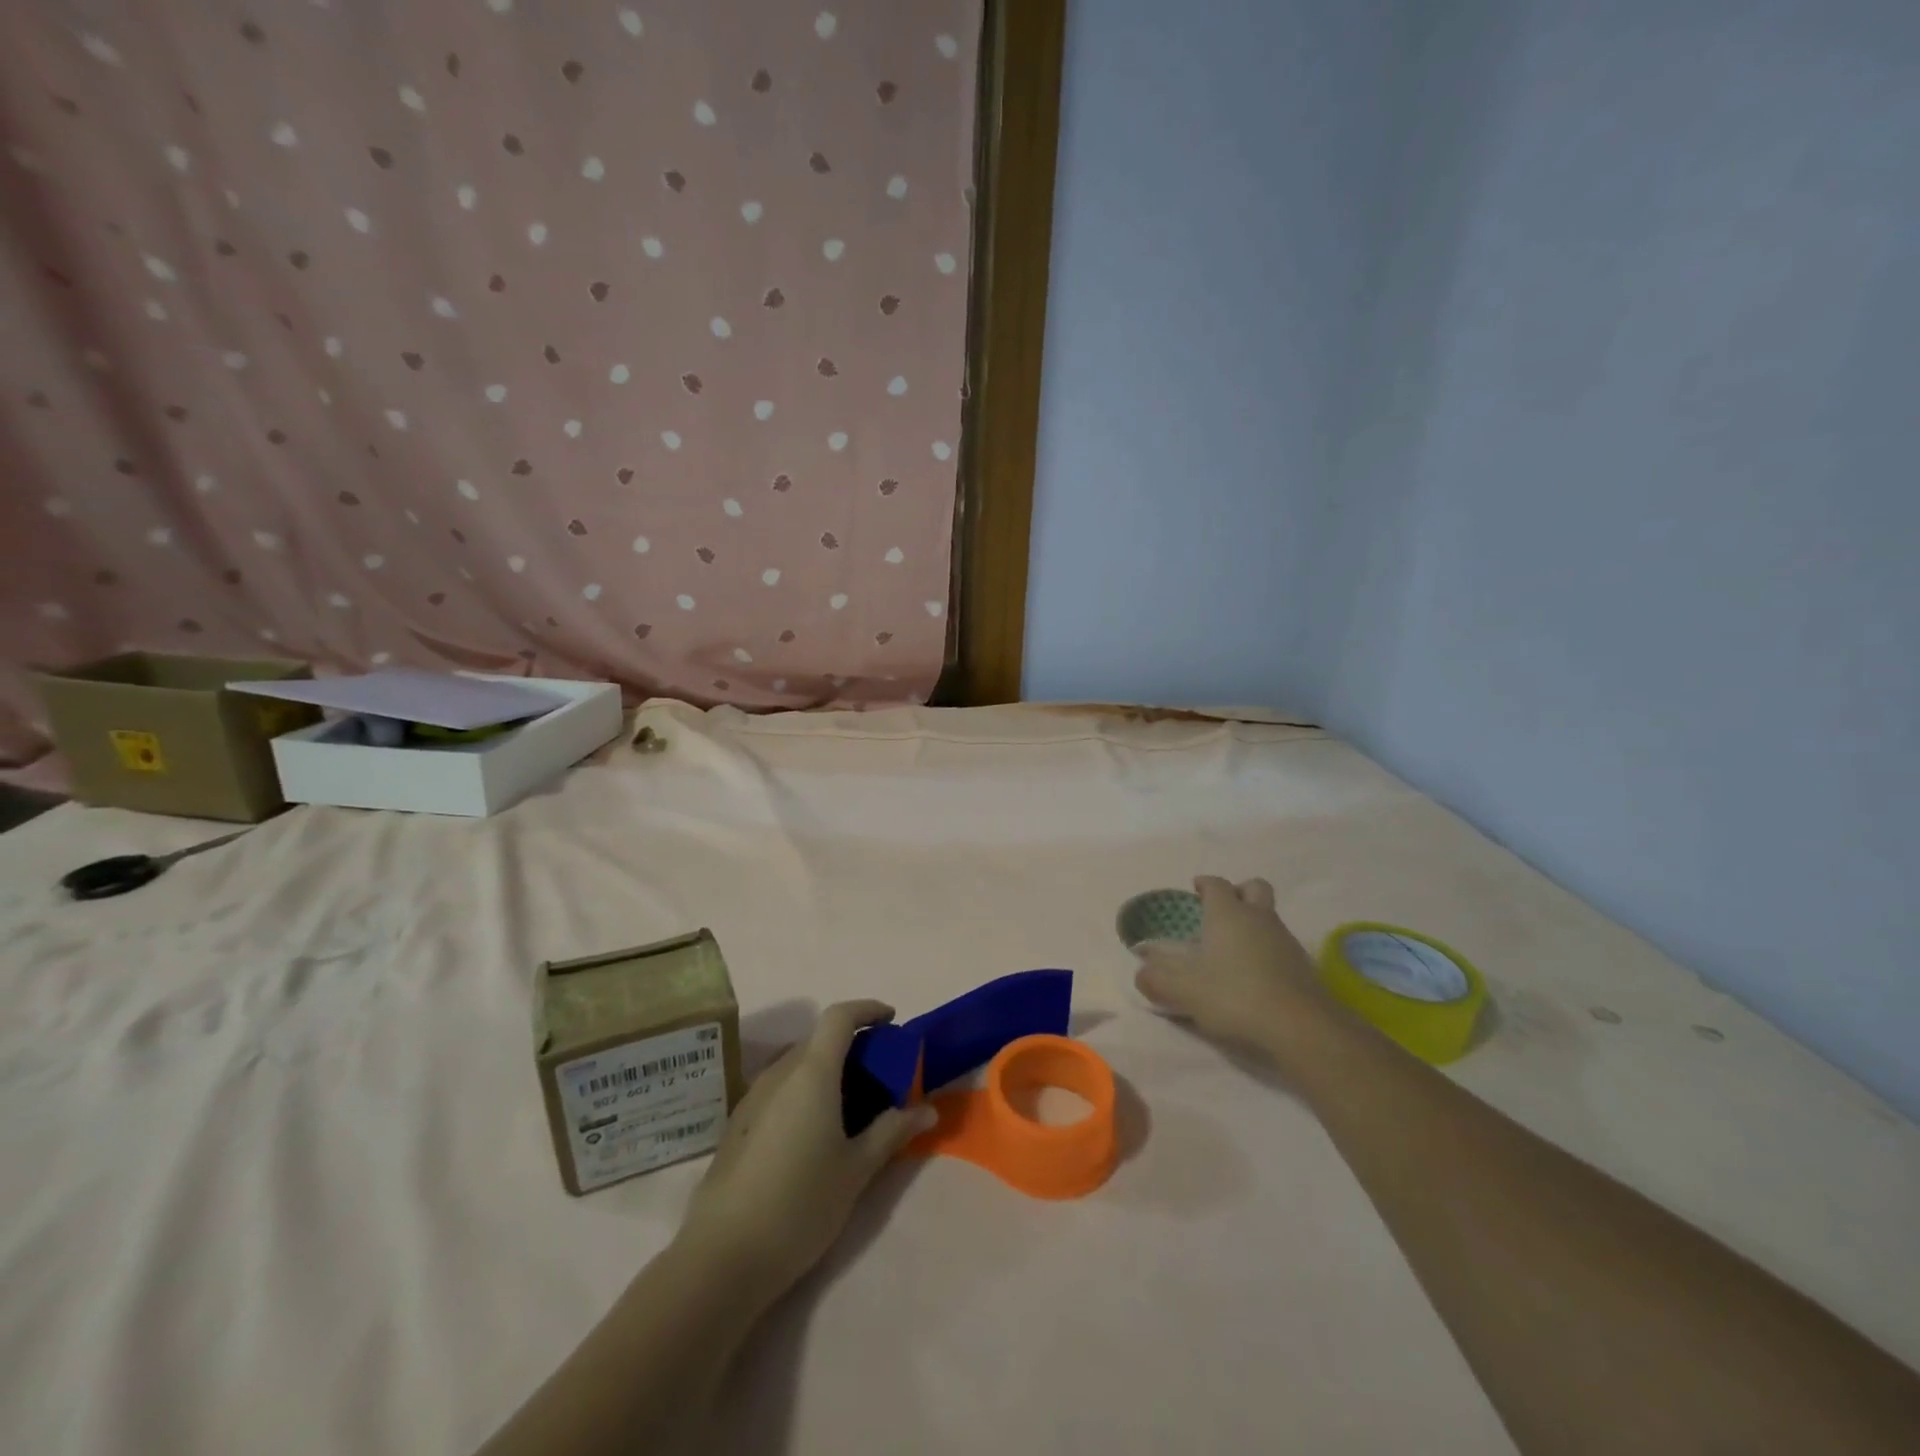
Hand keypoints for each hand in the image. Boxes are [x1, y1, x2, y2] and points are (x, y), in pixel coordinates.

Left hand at [682, 1000, 935, 1297]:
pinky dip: (803, 1090)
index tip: (891, 1020)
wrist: (723, 1257)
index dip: (867, 1010)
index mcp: (811, 1072)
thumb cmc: (800, 1204)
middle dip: (851, 1045)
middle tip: (880, 1074)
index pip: (839, 1017)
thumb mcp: (857, 1169)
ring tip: (851, 1104)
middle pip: (818, 1040)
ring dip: (826, 1069)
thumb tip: (928, 1109)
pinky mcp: (738, 1125)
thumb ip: (892, 1131)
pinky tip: (814, 1132)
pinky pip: (779, 1088)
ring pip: (796, 1064)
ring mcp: (753, 1097)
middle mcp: (779, 1073)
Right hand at [1134, 876, 1338, 1060]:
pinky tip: (1257, 977)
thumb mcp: (1183, 991)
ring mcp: (1286, 941)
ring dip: (1255, 924)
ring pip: (1270, 917)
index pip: (1216, 884)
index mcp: (1228, 914)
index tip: (1196, 890)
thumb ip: (1157, 979)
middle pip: (1254, 888)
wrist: (1301, 1029)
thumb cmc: (1234, 997)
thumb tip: (1141, 973)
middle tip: (1222, 911)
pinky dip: (1269, 952)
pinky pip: (1282, 946)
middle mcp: (1259, 918)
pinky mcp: (1304, 967)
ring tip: (1235, 952)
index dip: (1205, 884)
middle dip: (1238, 892)